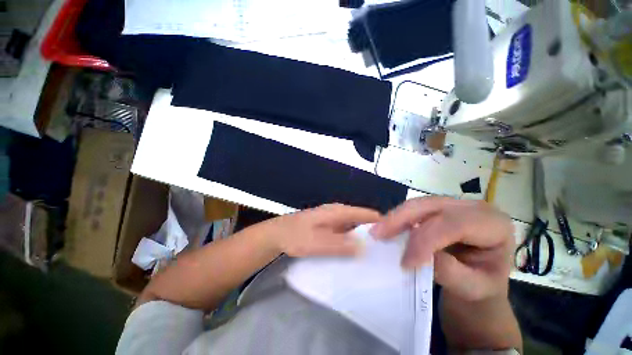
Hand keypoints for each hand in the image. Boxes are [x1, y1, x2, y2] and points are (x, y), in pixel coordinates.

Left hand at [262, 204, 380, 256]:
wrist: (277, 235)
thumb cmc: (295, 235)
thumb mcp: (317, 242)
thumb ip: (340, 244)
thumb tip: (365, 248)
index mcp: (338, 211)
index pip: (367, 214)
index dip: (382, 224)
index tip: (396, 240)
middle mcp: (339, 214)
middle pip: (363, 221)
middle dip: (375, 234)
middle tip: (388, 254)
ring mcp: (334, 221)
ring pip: (355, 229)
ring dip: (364, 240)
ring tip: (377, 258)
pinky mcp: (329, 229)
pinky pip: (346, 235)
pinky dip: (353, 243)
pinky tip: (357, 256)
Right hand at [370, 197, 513, 301]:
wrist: (481, 278)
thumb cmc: (482, 285)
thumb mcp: (474, 288)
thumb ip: (451, 272)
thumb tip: (421, 255)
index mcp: (494, 225)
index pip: (455, 225)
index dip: (426, 240)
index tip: (405, 262)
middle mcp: (473, 207)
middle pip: (431, 206)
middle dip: (401, 219)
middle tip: (377, 234)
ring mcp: (454, 204)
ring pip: (418, 203)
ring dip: (395, 217)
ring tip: (378, 231)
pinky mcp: (438, 207)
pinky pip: (414, 208)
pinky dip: (398, 218)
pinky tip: (387, 227)